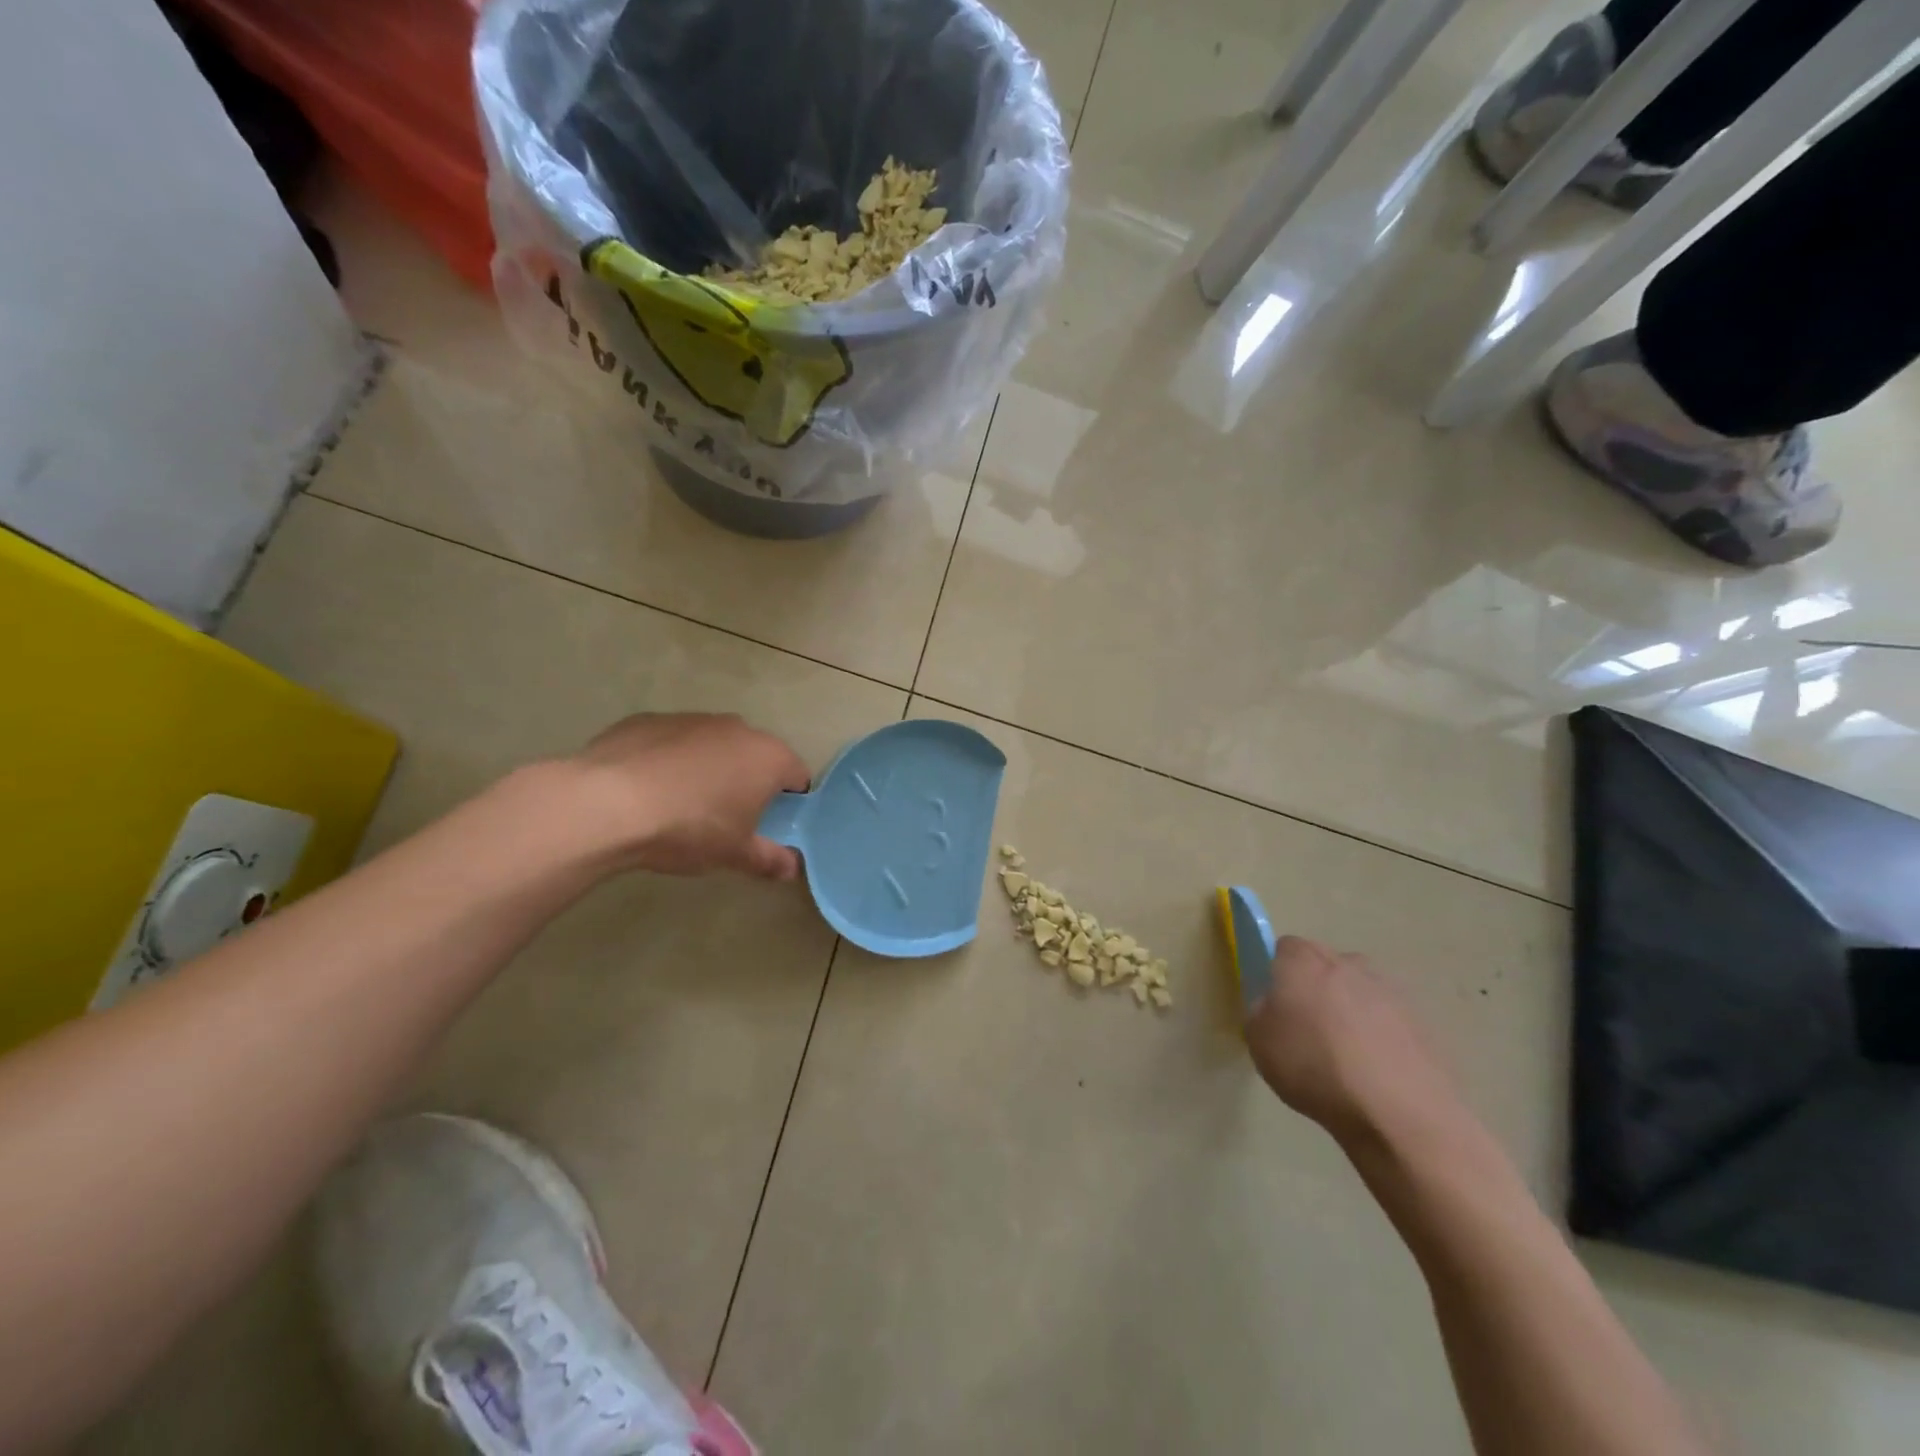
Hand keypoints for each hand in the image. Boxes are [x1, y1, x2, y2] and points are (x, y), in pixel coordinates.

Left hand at [566, 713, 809, 879]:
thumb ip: (768, 859)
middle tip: (728, 818)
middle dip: (748, 781)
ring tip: (681, 804)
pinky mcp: (649, 719)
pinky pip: (671, 742)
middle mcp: (737, 728)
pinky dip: (668, 760)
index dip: (790, 801)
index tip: (771, 824)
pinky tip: (647, 790)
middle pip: (755, 755)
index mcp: (768, 757)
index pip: (797, 775)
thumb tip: (791, 869)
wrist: (607, 803)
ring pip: (713, 745)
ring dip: (708, 768)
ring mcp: (691, 719)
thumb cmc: (688, 828)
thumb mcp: (733, 854)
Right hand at [1244, 937, 1462, 1148]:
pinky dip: (1380, 1035)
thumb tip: (1273, 1005)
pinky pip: (1388, 1019)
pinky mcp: (1421, 1021)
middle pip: (1325, 964)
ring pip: (1359, 990)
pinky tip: (1376, 1072)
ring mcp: (1390, 991)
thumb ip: (1260, 1012)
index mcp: (1304, 962)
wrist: (1399, 1113)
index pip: (1285, 948)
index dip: (1278, 972)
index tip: (1277, 1004)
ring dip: (1350, 1009)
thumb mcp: (1259, 1043)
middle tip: (1308, 1027)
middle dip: (1315, 986)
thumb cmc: (1315, 1069)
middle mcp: (1348, 964)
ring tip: (1346, 1055)